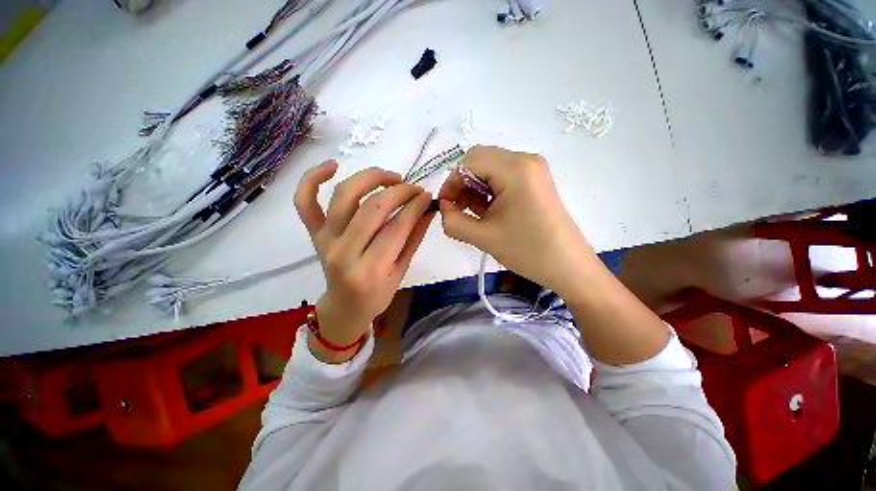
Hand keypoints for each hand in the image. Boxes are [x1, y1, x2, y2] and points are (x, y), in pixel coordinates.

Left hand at [295, 161, 434, 361]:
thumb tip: (428, 209)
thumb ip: (414, 238)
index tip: (427, 195)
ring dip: (370, 179)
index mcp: (371, 269)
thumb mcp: (402, 270)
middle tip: (414, 188)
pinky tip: (333, 165)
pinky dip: (312, 179)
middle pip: (373, 208)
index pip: (397, 227)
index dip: (415, 206)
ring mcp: (325, 240)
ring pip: (344, 196)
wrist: (345, 307)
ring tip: (391, 178)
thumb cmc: (377, 294)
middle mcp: (344, 252)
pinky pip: (305, 202)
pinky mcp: (313, 234)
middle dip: (399, 191)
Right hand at [438, 146, 595, 295]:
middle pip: (479, 160)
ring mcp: (532, 169)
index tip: (444, 207)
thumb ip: (453, 221)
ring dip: (474, 187)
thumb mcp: (483, 237)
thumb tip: (442, 208)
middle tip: (457, 209)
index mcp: (514, 169)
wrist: (567, 265)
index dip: (451, 183)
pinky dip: (489, 189)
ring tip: (474, 213)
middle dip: (462, 183)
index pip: (469, 162)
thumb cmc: (526, 250)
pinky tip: (489, 210)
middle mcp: (525, 160)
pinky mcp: (535, 180)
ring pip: (490, 167)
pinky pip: (503, 176)